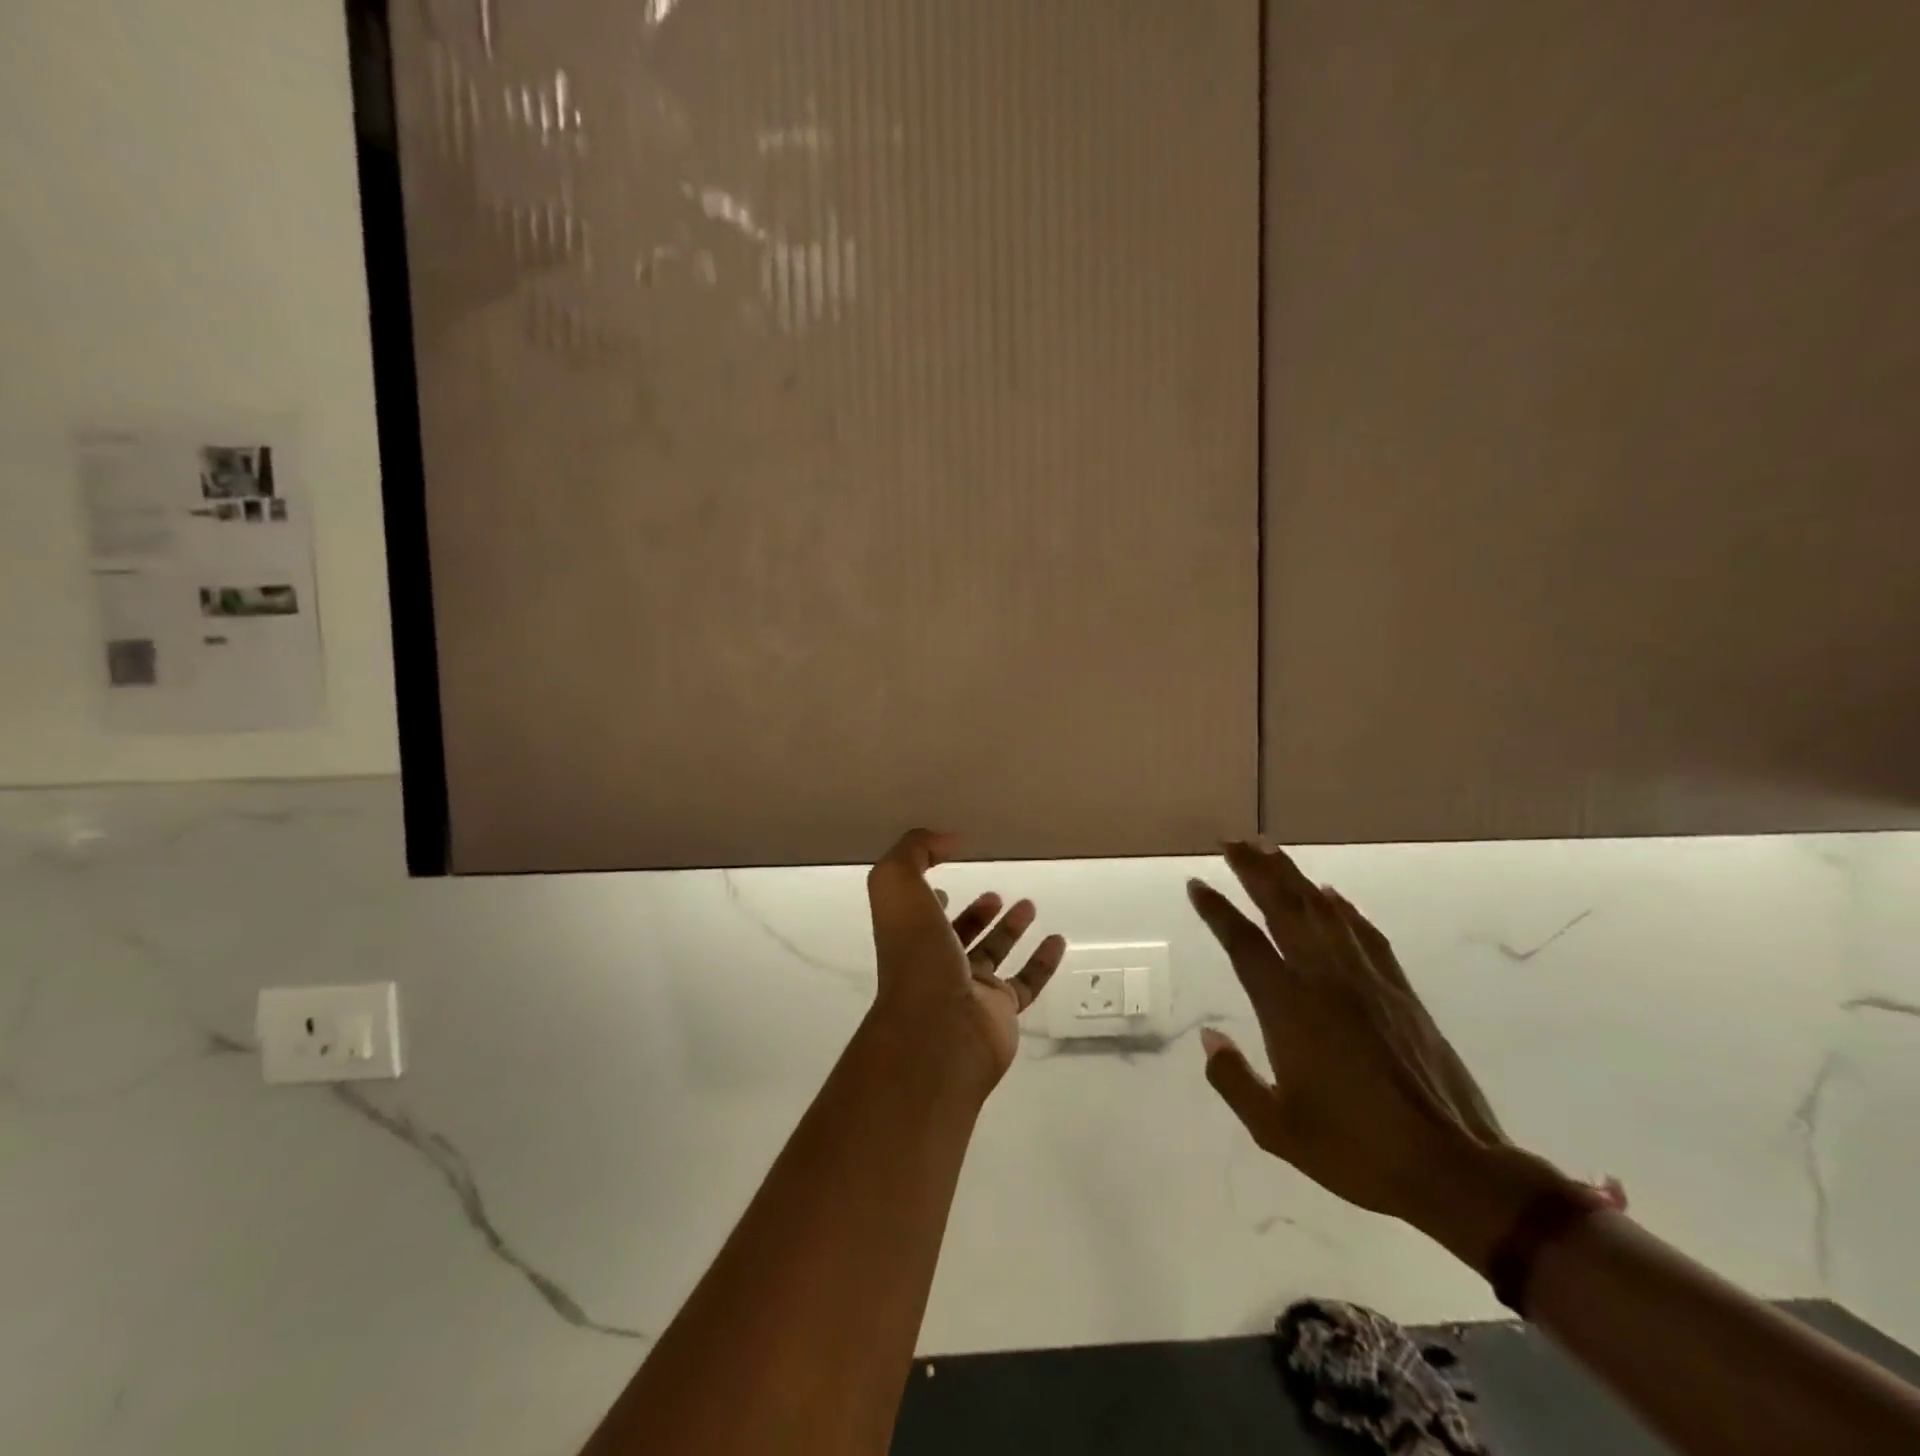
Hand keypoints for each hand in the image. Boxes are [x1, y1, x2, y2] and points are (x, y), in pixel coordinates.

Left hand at [865, 830, 1064, 1096]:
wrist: (938, 1031)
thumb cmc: (916, 956)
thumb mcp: (898, 885)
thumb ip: (913, 851)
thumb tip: (948, 839)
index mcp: (911, 936)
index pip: (920, 911)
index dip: (930, 894)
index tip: (946, 876)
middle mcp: (937, 963)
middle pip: (958, 933)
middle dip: (976, 913)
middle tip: (997, 894)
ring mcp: (970, 990)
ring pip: (993, 955)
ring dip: (1009, 930)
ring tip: (1029, 905)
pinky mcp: (1002, 1011)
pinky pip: (1027, 983)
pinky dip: (1043, 963)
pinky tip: (1057, 941)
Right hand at [1187, 841, 1545, 1252]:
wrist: (1453, 1169)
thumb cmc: (1356, 1151)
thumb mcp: (1276, 1129)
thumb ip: (1234, 1080)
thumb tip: (1208, 1039)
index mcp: (1289, 1008)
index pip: (1244, 943)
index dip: (1217, 909)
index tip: (1196, 882)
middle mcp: (1325, 980)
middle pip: (1284, 908)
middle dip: (1254, 870)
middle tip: (1230, 841)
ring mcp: (1367, 980)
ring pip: (1323, 911)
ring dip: (1293, 876)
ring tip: (1269, 849)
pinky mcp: (1400, 991)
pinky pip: (1365, 934)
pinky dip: (1344, 908)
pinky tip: (1332, 895)